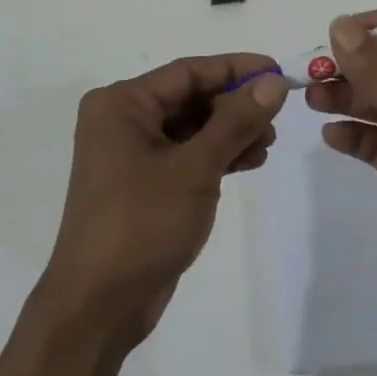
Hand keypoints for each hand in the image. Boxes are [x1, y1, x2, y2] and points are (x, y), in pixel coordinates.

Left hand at [40, 53, 286, 345]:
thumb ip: (235, 121)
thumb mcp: (195, 167)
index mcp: (122, 104)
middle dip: (235, 105)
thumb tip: (273, 82)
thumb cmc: (141, 223)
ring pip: (192, 127)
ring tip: (268, 144)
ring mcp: (131, 154)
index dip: (235, 69)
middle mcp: (122, 120)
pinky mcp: (143, 183)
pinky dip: (216, 155)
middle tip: (277, 118)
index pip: (188, 72)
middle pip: (190, 98)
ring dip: (230, 132)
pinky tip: (250, 161)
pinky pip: (186, 154)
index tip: (278, 70)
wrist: (98, 306)